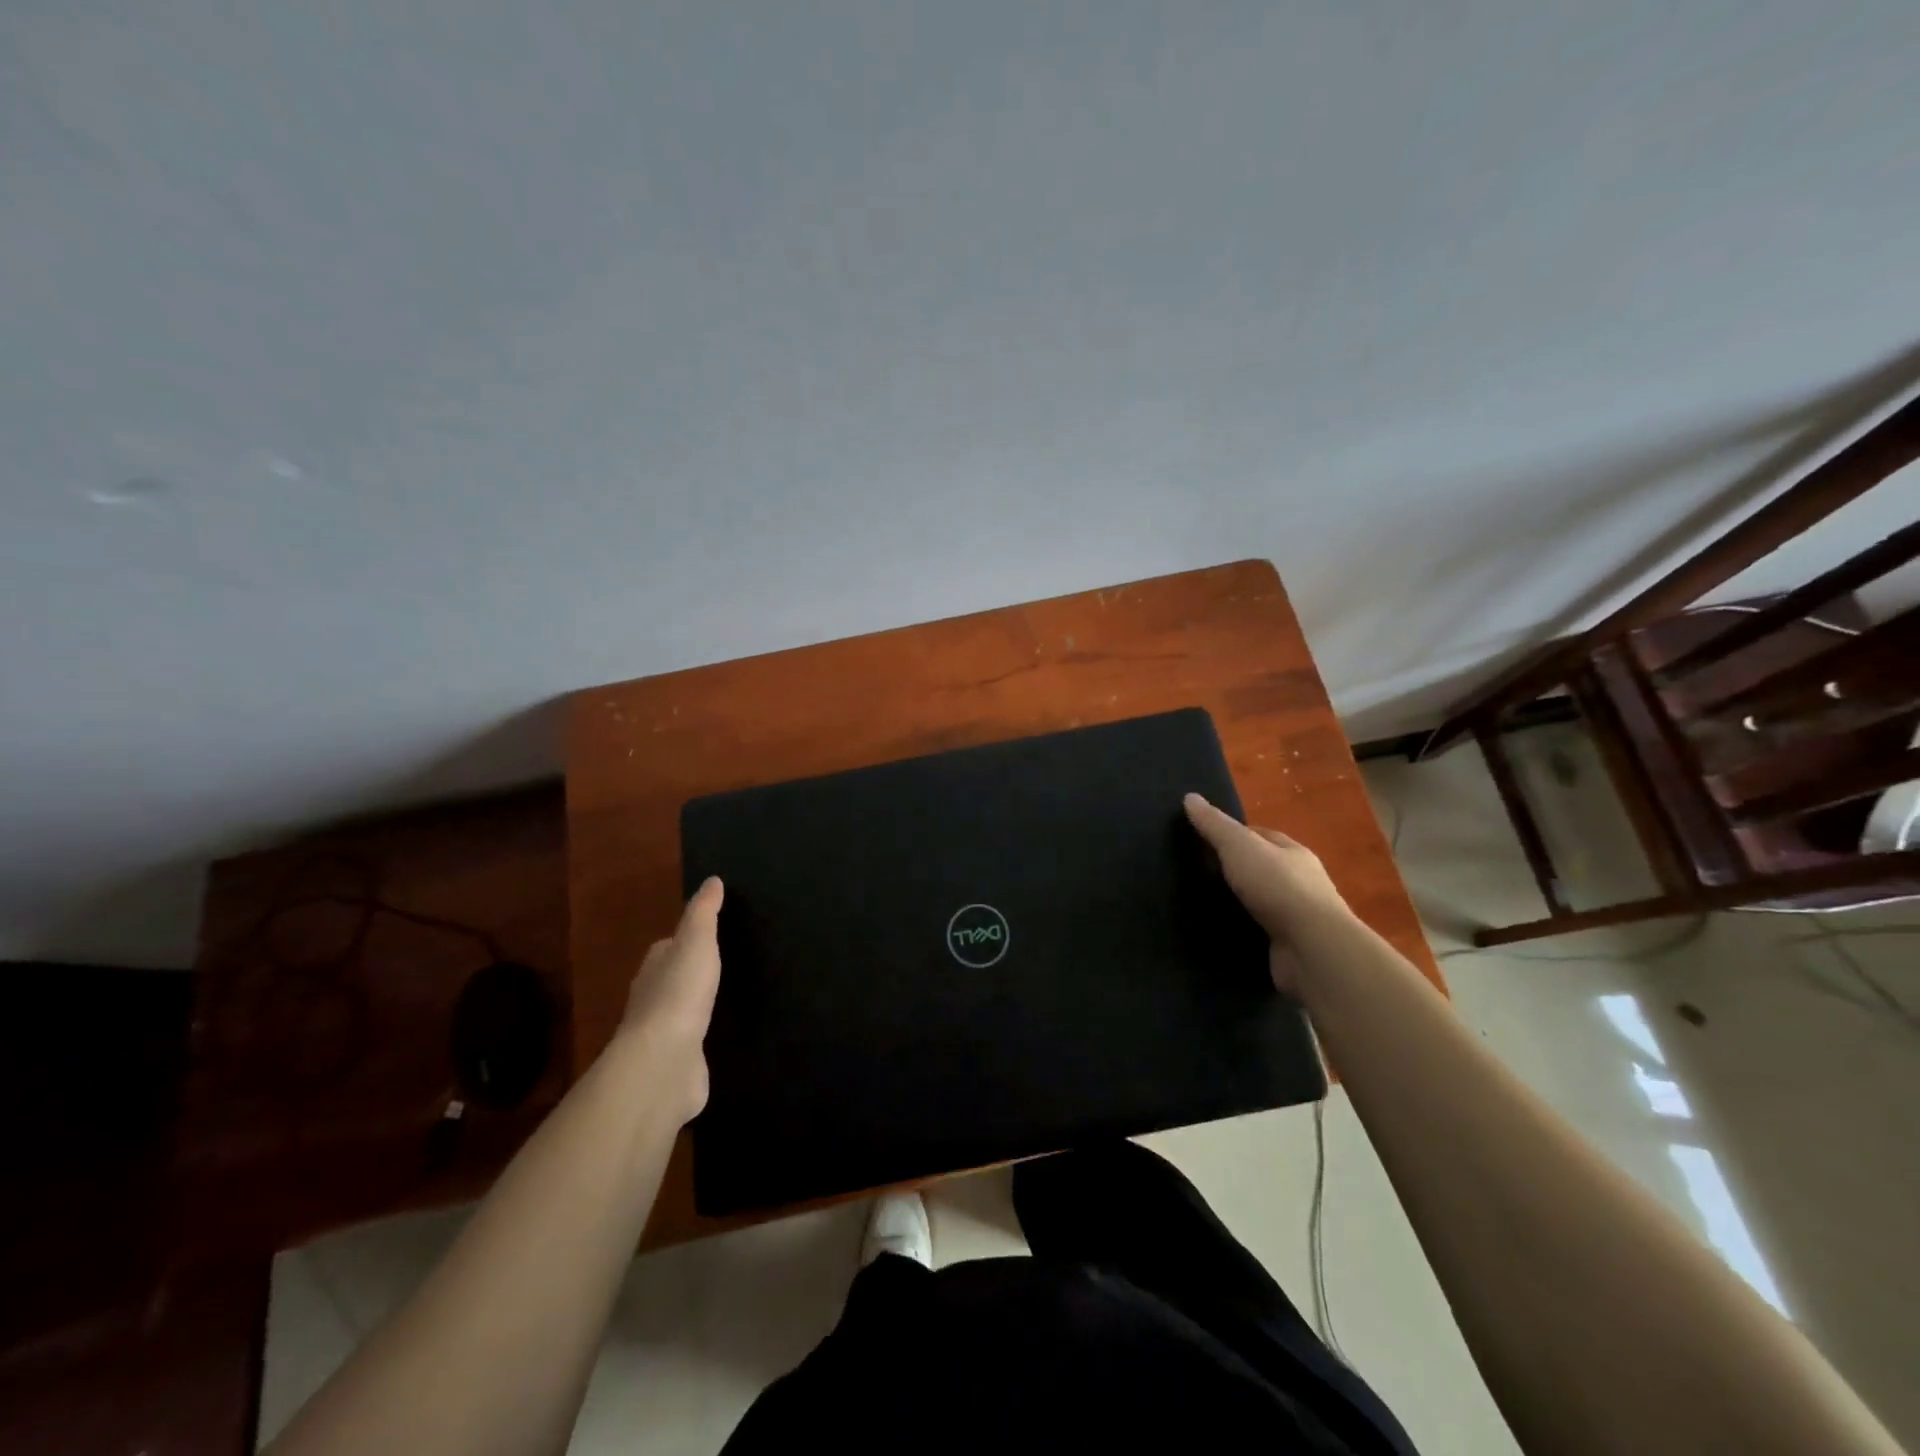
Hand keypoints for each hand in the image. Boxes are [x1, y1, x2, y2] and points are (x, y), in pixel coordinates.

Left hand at [620, 876, 723, 1122]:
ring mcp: (663, 1033)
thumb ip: (704, 912)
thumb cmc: (680, 993)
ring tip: (726, 998)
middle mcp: (653, 998)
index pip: (667, 947)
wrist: (664, 1063)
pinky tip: (719, 1035)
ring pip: (682, 1011)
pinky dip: (701, 1037)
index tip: (709, 935)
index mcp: (655, 967)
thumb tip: (712, 880)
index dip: (685, 939)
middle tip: (723, 966)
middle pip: (672, 978)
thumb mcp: (696, 941)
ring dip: (697, 1006)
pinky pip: (692, 1042)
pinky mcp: (676, 1062)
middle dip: (691, 973)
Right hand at [1183, 793, 1350, 992]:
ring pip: (1260, 903)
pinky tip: (1219, 933)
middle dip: (1235, 871)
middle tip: (1197, 874)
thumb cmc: (1278, 887)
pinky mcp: (1290, 947)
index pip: (1261, 836)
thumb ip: (1215, 825)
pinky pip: (1259, 934)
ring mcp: (1297, 918)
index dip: (1233, 835)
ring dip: (1237, 904)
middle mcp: (1301, 883)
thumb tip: (1190, 797)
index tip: (1203, 841)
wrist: (1312, 949)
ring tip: (1201, 905)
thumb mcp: (1240, 847)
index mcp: (1294, 853)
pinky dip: (1242, 932)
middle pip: (1262, 869)